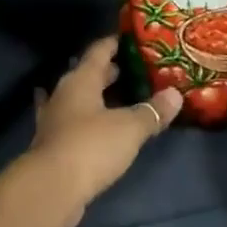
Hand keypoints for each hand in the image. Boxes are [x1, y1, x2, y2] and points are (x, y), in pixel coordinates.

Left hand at [20, 36, 181, 226]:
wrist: (51, 188)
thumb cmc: (91, 146)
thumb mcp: (129, 128)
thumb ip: (152, 111)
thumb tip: (175, 94)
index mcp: (81, 80)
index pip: (98, 51)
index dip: (114, 43)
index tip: (130, 38)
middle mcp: (64, 93)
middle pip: (87, 74)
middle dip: (109, 72)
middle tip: (134, 70)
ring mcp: (55, 118)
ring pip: (78, 98)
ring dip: (94, 96)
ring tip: (116, 94)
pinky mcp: (53, 144)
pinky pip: (72, 122)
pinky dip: (84, 120)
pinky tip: (87, 123)